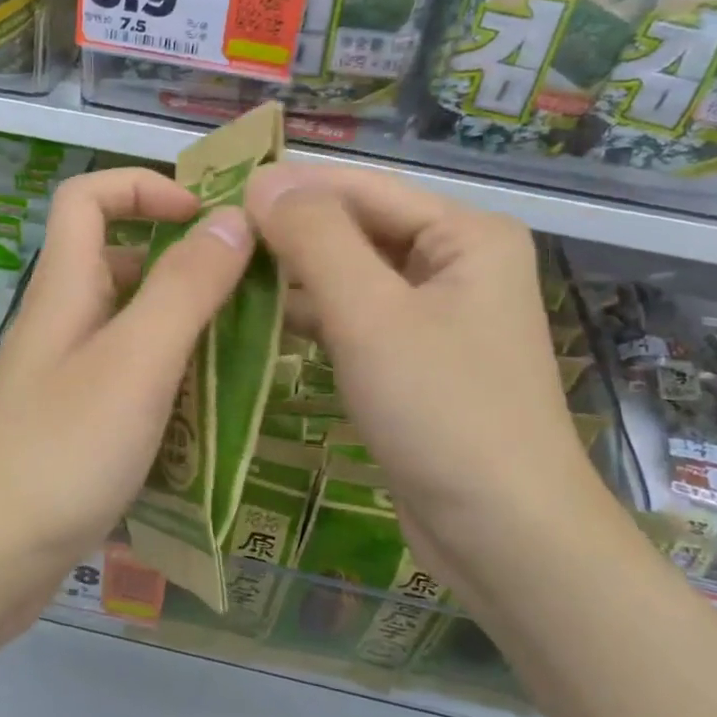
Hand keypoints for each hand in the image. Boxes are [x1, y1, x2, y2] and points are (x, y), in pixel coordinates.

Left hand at [0, 167, 252, 567]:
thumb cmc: (61, 450)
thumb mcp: (136, 360)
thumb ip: (185, 287)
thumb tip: (232, 219)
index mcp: (66, 287)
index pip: (88, 197)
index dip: (145, 187)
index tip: (208, 218)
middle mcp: (63, 321)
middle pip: (120, 260)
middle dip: (185, 263)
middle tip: (253, 291)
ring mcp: (67, 376)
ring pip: (133, 325)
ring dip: (188, 326)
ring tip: (253, 351)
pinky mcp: (76, 424)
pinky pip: (132, 379)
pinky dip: (174, 379)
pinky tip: (215, 411)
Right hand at [244, 163, 601, 580]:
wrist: (506, 538)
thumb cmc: (443, 412)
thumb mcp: (371, 315)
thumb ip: (315, 238)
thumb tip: (263, 179)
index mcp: (465, 234)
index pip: (361, 188)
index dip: (289, 186)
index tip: (217, 190)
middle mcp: (457, 263)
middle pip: (358, 229)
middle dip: (289, 233)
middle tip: (211, 238)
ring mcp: (438, 315)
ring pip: (352, 276)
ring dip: (294, 277)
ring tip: (222, 275)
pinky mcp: (416, 360)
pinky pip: (356, 319)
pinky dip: (312, 318)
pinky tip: (258, 320)